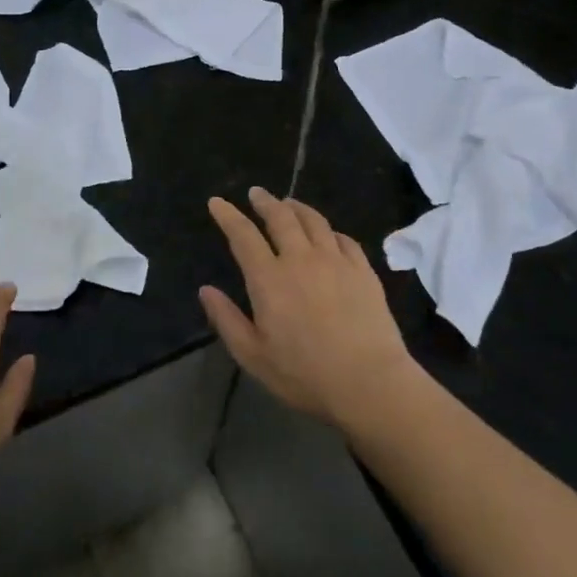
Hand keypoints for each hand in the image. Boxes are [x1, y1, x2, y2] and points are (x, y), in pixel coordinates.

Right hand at [200, 187, 419, 432]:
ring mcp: (336, 262)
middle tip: (256, 193)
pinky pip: (344, 239)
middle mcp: (301, 260)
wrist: (370, 383)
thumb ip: (227, 320)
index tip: (217, 202)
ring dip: (297, 208)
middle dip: (265, 201)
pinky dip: (330, 230)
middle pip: (281, 218)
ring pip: (314, 221)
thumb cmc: (305, 375)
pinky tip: (328, 234)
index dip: (228, 215)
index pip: (243, 236)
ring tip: (289, 204)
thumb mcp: (253, 356)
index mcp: (269, 279)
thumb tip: (205, 290)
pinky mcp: (363, 271)